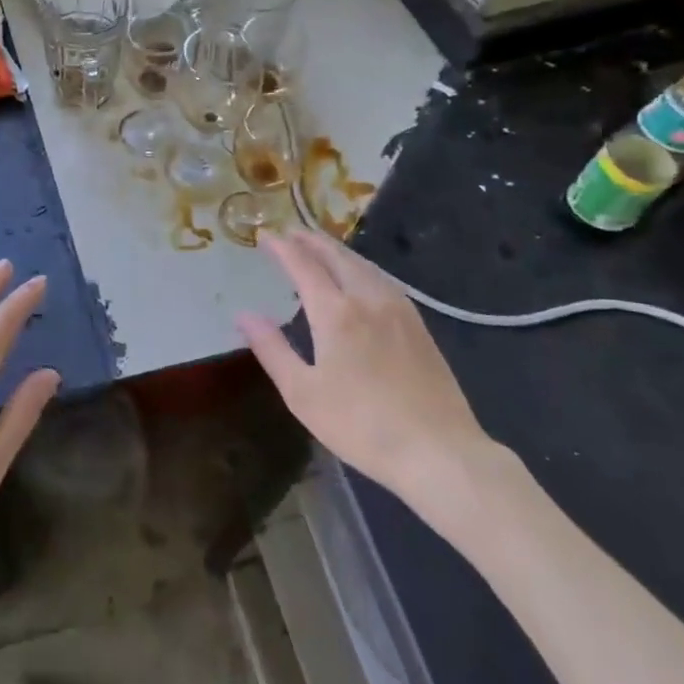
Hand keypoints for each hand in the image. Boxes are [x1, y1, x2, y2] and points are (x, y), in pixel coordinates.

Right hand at [237, 230, 508, 527]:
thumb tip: (244, 315)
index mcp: (336, 313)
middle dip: (311, 240)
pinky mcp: (418, 325)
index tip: (265, 235)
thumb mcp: (303, 393)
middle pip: (337, 256)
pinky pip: (383, 280)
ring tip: (320, 247)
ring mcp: (399, 310)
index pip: (303, 265)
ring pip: (363, 265)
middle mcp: (368, 299)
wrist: (439, 451)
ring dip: (337, 250)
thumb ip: (272, 349)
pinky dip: (361, 267)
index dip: (282, 247)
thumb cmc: (361, 426)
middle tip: (291, 232)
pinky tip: (360, 277)